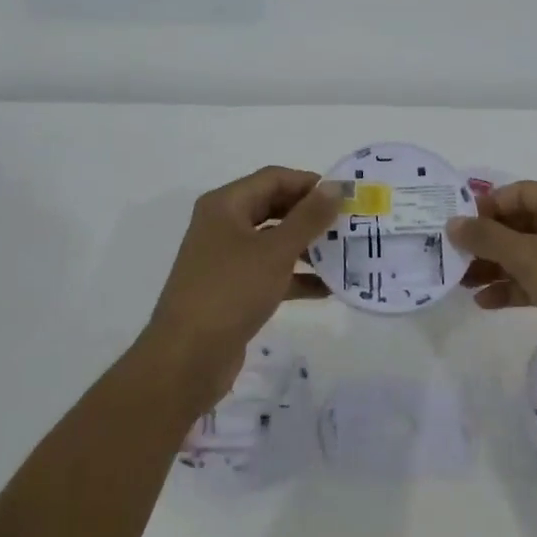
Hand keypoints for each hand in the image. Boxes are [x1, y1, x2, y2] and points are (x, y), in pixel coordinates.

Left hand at [136, 166, 339, 416]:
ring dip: (308, 247)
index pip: (274, 178)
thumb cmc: (230, 292)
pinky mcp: (233, 290)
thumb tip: (335, 187)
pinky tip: (328, 288)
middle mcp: (223, 225)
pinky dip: (296, 277)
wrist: (186, 359)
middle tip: (349, 224)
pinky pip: (270, 272)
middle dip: (311, 215)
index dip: (310, 183)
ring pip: (274, 242)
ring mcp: (226, 259)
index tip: (346, 197)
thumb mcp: (275, 251)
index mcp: (226, 205)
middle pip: (274, 208)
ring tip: (346, 254)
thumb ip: (308, 218)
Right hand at [448, 181, 536, 405]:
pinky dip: (514, 288)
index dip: (486, 207)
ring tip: (461, 283)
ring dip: (496, 266)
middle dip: (488, 241)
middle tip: (452, 257)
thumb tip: (452, 223)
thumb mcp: (530, 256)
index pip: (520, 193)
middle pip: (523, 224)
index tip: (454, 227)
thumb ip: (487, 238)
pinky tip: (484, 302)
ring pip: (530, 255)